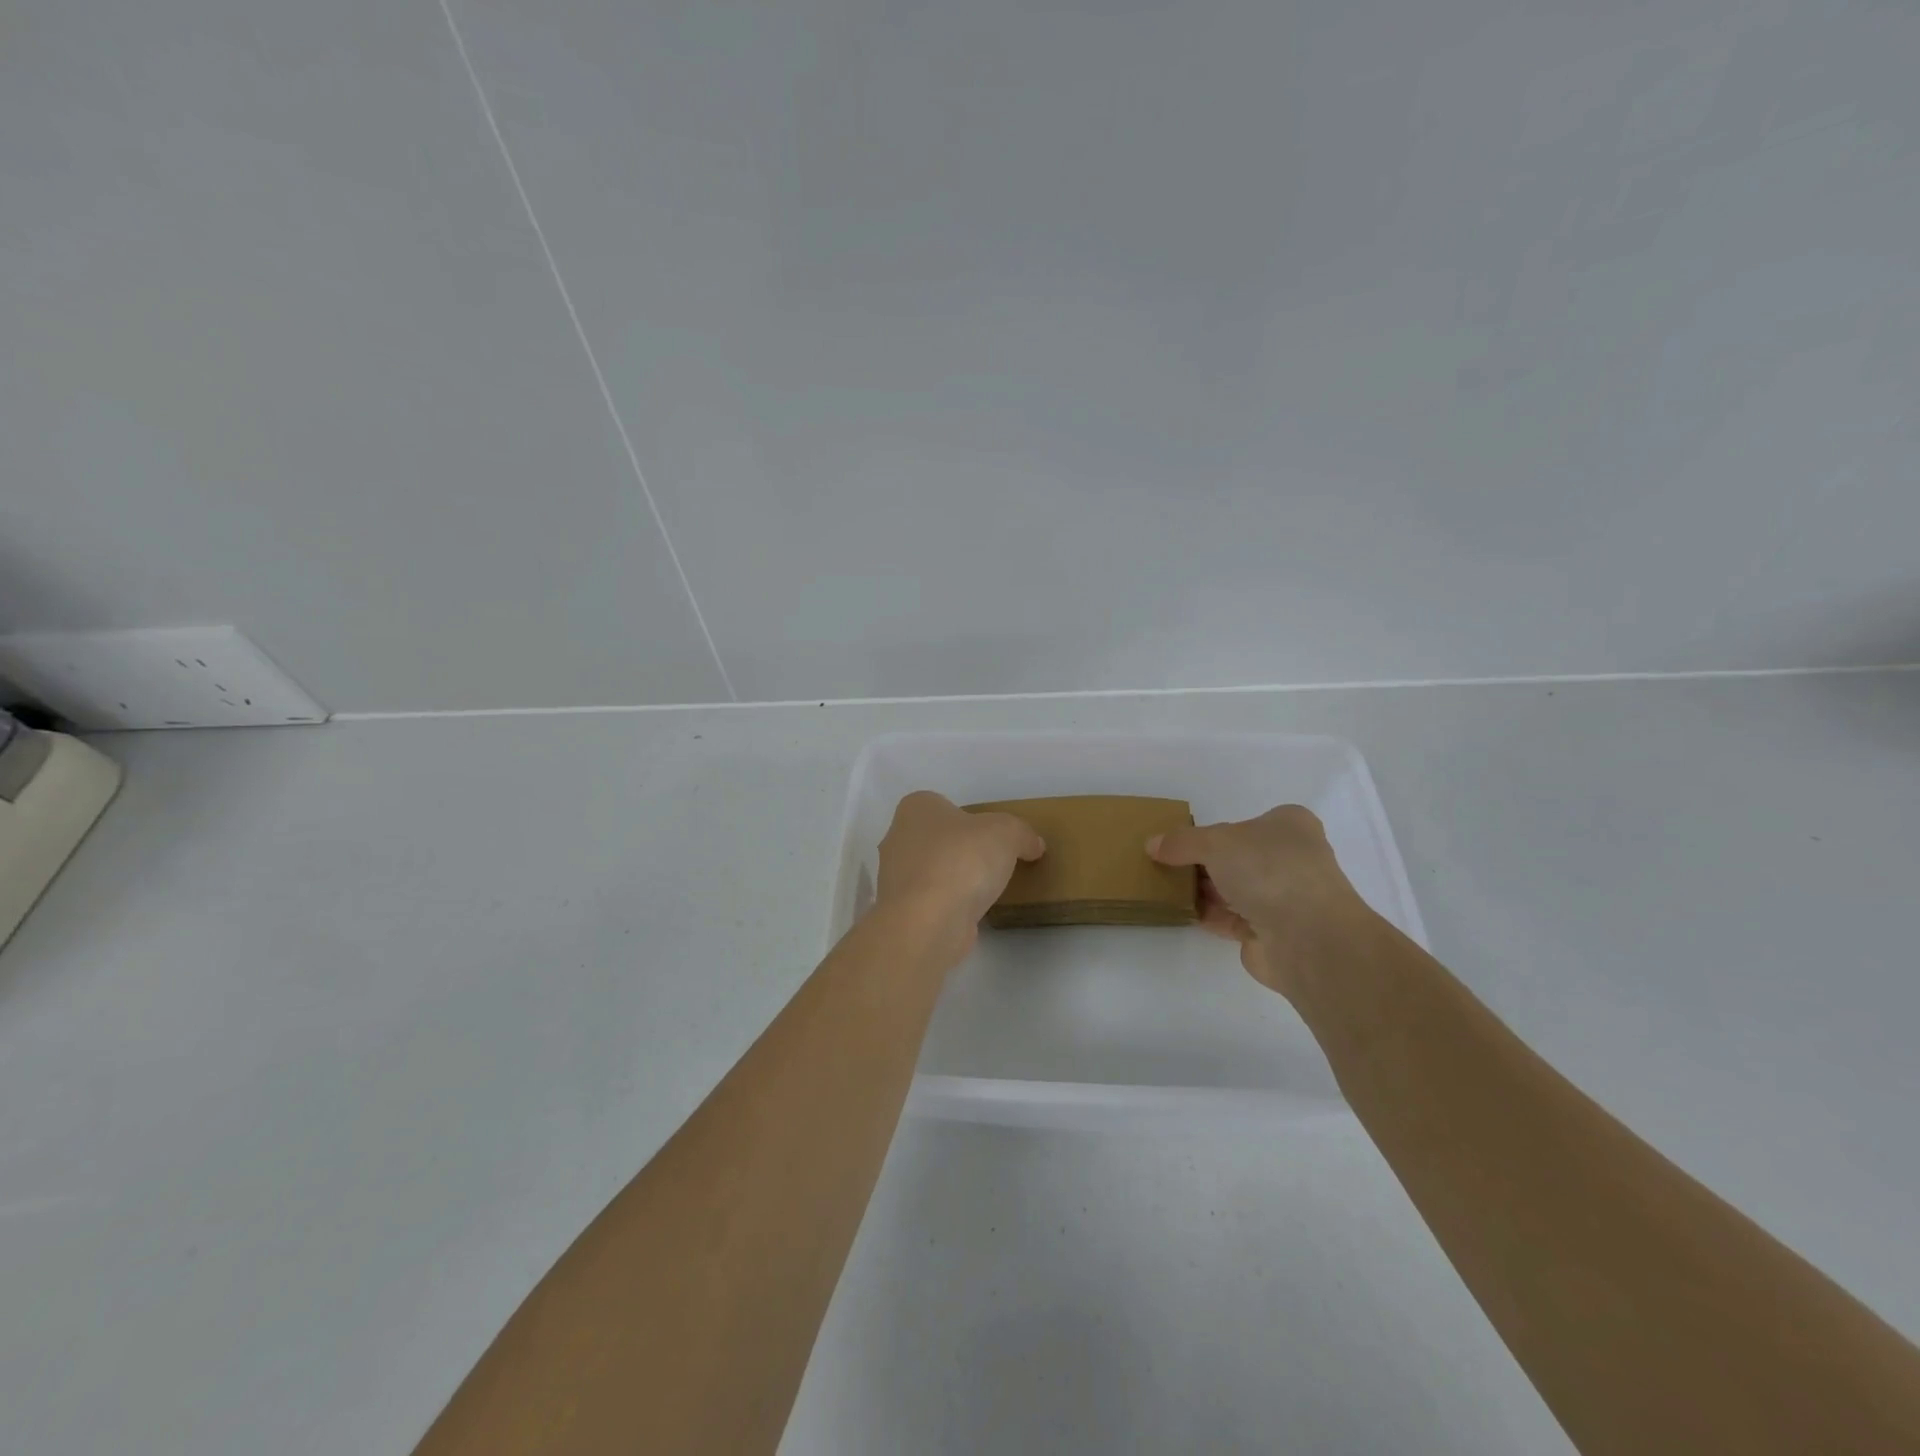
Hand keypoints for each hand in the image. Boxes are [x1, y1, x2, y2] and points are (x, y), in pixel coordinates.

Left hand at [876, 791, 1044, 961]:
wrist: (928, 922)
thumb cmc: (962, 860)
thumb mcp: (1007, 832)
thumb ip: (1022, 834)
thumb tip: (1033, 845)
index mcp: (916, 808)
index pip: (943, 805)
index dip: (969, 818)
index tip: (992, 836)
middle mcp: (897, 838)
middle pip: (937, 839)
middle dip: (961, 850)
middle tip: (993, 863)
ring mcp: (895, 878)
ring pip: (932, 872)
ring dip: (954, 880)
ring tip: (986, 892)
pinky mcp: (901, 912)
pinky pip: (931, 902)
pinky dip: (948, 906)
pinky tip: (970, 915)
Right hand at [1147, 805, 1372, 997]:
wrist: (1306, 937)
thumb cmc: (1268, 870)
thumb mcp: (1215, 842)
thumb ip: (1182, 842)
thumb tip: (1152, 845)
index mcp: (1289, 826)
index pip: (1246, 822)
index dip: (1213, 830)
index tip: (1181, 840)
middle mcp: (1291, 859)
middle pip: (1237, 857)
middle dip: (1203, 862)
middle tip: (1166, 864)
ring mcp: (1284, 898)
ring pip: (1233, 889)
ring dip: (1203, 890)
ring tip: (1164, 887)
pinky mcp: (1272, 933)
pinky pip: (1232, 918)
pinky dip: (1209, 915)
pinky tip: (1181, 911)